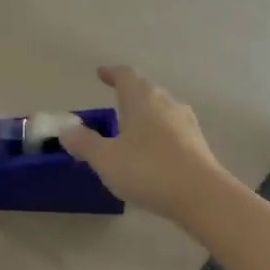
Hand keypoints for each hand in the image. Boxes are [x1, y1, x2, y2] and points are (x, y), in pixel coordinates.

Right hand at [60, 65, 225, 220]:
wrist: (203, 197)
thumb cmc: (148, 170)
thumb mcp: (105, 159)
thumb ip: (84, 143)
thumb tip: (66, 130)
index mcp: (141, 98)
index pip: (125, 75)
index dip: (111, 73)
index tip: (101, 73)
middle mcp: (166, 103)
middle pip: (146, 89)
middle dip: (129, 92)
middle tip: (114, 99)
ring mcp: (186, 123)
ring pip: (161, 109)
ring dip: (146, 113)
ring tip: (131, 126)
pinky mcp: (198, 144)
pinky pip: (172, 129)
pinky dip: (159, 132)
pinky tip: (152, 151)